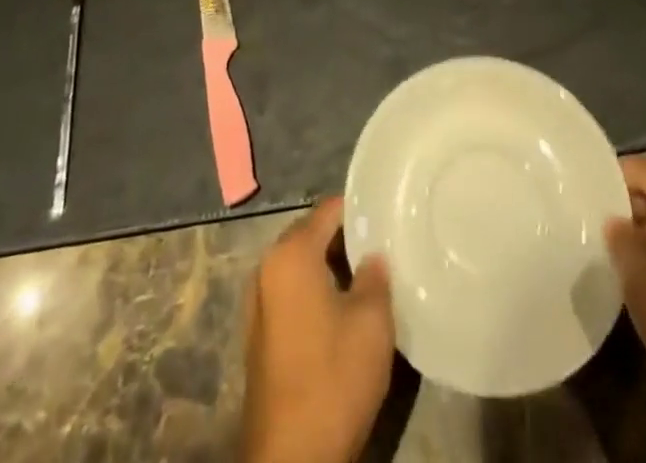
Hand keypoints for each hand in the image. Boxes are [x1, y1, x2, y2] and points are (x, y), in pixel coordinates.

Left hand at [240, 196, 394, 462]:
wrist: (291, 459)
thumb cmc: (333, 378)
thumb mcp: (372, 322)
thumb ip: (375, 276)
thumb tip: (372, 256)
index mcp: (290, 253)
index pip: (329, 210)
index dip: (360, 209)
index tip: (387, 214)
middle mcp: (267, 267)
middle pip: (311, 234)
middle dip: (345, 238)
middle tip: (382, 246)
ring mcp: (258, 302)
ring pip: (301, 265)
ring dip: (330, 267)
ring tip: (368, 277)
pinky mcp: (260, 335)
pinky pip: (292, 293)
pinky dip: (315, 291)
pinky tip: (343, 310)